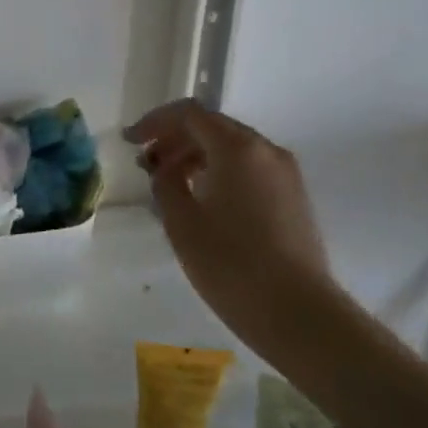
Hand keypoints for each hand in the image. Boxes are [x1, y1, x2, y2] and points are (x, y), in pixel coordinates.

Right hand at [123, 101, 343, 346]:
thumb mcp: (182, 222)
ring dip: (196, 158)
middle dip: (175, 140)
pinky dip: (220, 173)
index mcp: (237, 148)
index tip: (130, 141)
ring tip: (170, 186)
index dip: (155, 122)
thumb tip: (165, 170)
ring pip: (232, 149)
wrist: (297, 312)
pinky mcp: (293, 198)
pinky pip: (249, 170)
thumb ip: (166, 184)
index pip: (189, 114)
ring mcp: (285, 174)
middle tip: (146, 165)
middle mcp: (265, 150)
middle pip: (213, 128)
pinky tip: (203, 202)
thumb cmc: (230, 263)